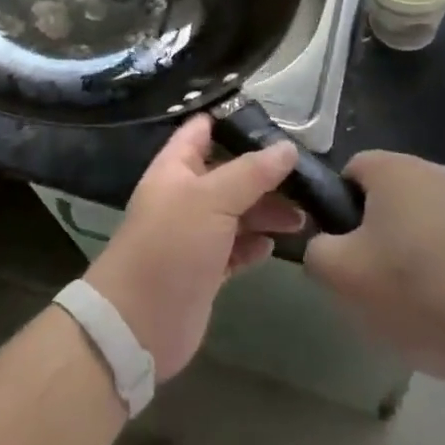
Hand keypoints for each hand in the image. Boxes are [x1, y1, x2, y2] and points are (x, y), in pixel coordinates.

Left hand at [84, 115, 303, 381]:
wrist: (139, 323)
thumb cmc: (171, 245)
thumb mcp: (212, 199)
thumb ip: (251, 172)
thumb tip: (288, 148)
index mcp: (176, 167)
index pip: (204, 129)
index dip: (235, 121)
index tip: (277, 122)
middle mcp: (186, 195)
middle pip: (229, 172)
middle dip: (264, 173)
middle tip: (305, 177)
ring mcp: (195, 233)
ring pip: (237, 211)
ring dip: (267, 211)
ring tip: (302, 217)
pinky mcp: (207, 269)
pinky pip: (237, 248)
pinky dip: (255, 245)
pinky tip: (273, 245)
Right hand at [304, 151, 444, 388]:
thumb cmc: (415, 291)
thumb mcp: (340, 276)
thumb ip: (316, 250)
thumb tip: (326, 245)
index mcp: (392, 168)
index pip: (349, 172)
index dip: (338, 211)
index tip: (344, 253)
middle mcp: (431, 171)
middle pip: (385, 198)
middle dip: (373, 235)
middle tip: (371, 282)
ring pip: (417, 223)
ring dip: (407, 255)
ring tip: (410, 305)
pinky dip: (440, 270)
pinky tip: (444, 311)